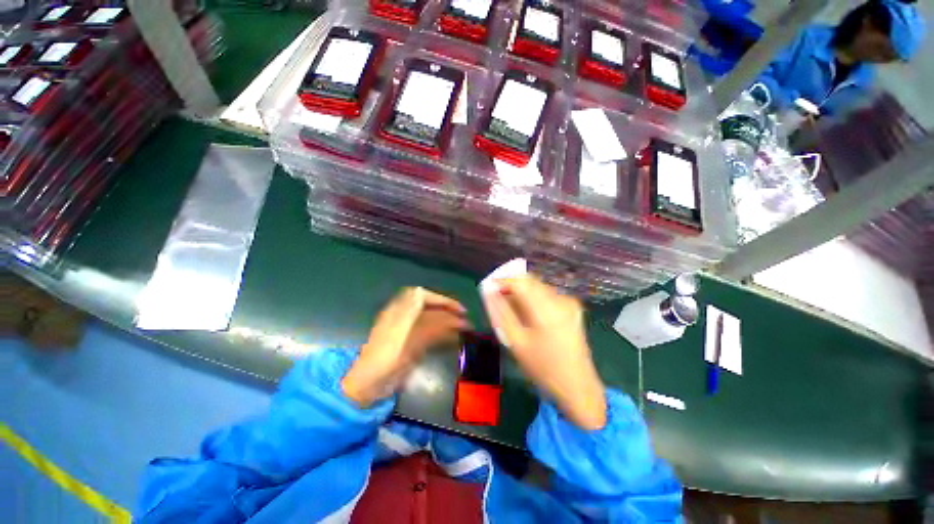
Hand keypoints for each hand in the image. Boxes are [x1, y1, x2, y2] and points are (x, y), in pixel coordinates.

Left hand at [343, 287, 469, 407]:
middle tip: (465, 317)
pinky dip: (443, 335)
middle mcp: (405, 318)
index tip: (457, 307)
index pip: (423, 296)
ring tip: (465, 327)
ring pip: (433, 321)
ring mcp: (408, 332)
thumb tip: (434, 303)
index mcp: (399, 310)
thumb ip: (416, 316)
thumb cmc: (385, 356)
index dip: (441, 299)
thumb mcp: (401, 333)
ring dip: (449, 322)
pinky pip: (431, 335)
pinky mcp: (412, 345)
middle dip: (448, 310)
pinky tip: (454, 337)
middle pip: (430, 308)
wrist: (370, 383)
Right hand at [484, 275, 606, 429]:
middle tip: (499, 299)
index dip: (503, 280)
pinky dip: (534, 298)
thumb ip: (501, 313)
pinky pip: (547, 294)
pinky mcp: (573, 307)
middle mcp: (561, 300)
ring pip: (538, 286)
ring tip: (513, 309)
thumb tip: (489, 292)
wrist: (577, 385)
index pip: (521, 282)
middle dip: (512, 286)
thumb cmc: (542, 368)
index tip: (489, 287)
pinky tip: (529, 314)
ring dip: (523, 292)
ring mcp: (570, 302)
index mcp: (547, 311)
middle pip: (530, 281)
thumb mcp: (516, 342)